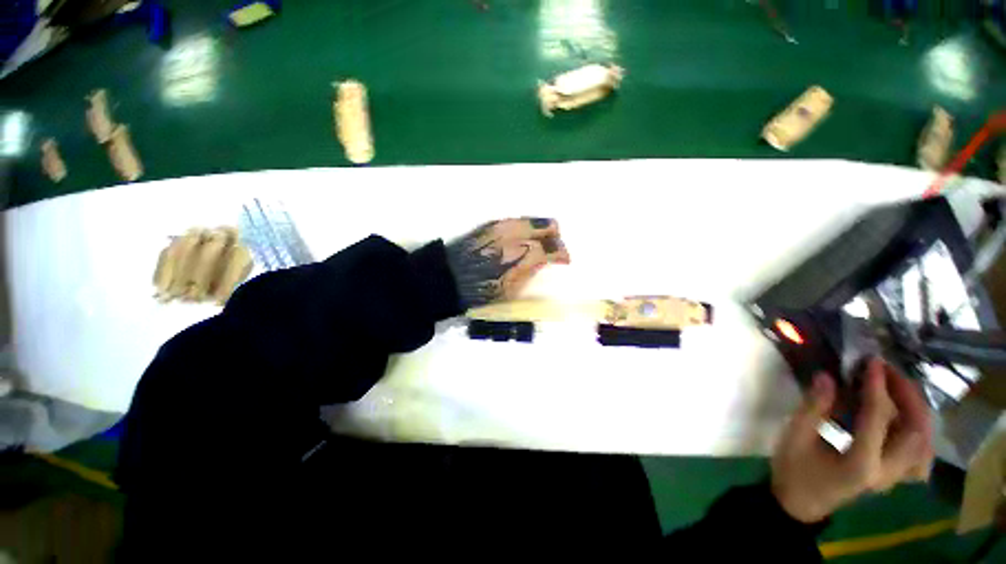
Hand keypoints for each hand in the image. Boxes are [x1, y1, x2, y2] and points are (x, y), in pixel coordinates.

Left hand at [445, 218, 570, 309]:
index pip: (553, 248)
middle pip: (547, 225)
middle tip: (552, 249)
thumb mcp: (511, 291)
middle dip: (555, 236)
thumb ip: (530, 272)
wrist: (449, 277)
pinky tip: (521, 238)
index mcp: (523, 256)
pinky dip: (525, 227)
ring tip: (538, 242)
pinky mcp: (491, 224)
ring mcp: (503, 226)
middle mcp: (516, 235)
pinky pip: (516, 220)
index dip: (562, 254)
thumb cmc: (480, 291)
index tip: (564, 261)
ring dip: (541, 229)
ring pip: (533, 219)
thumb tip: (543, 262)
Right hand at [771, 358, 933, 522]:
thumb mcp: (795, 436)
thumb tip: (827, 376)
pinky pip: (920, 456)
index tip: (872, 362)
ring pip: (925, 443)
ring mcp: (894, 478)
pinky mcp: (894, 477)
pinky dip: (920, 434)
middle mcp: (887, 472)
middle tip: (889, 372)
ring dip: (918, 413)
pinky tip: (909, 421)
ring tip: (899, 390)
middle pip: (915, 431)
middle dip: (907, 396)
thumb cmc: (793, 469)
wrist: (800, 502)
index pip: (878, 418)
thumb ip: (813, 407)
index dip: (877, 387)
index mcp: (860, 463)